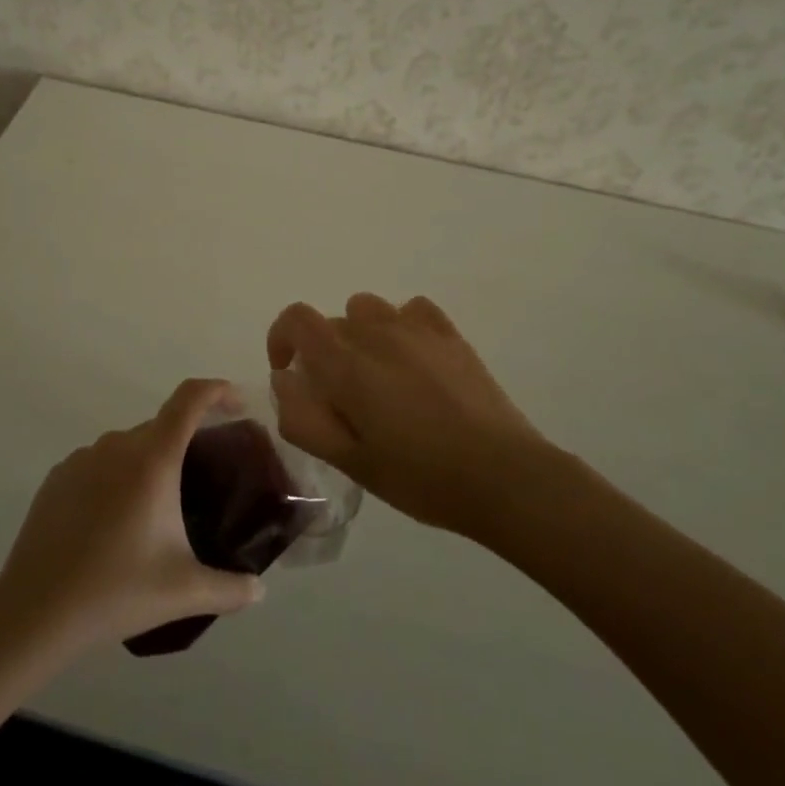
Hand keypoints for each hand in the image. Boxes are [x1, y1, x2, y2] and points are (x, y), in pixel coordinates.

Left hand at [0, 378, 263, 651]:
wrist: (35, 612)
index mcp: (153, 458)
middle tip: (203, 480)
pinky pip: (99, 464)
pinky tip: (115, 523)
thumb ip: (231, 588)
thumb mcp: (184, 591)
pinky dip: (116, 479)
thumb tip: (260, 590)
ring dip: (149, 464)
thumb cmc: (116, 591)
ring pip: (128, 446)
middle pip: (162, 426)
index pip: (190, 399)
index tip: (238, 405)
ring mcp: (83, 458)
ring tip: (157, 510)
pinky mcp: (58, 477)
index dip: (218, 391)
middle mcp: (118, 445)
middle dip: (187, 442)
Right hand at [269, 293, 547, 534]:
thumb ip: (304, 419)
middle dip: (324, 354)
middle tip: (343, 400)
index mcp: (346, 363)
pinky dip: (400, 326)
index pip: (297, 319)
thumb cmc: (420, 476)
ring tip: (378, 377)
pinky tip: (413, 359)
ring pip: (368, 310)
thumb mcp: (351, 462)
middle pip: (333, 323)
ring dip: (360, 336)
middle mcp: (376, 332)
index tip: (290, 372)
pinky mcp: (449, 333)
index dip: (282, 337)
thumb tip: (285, 380)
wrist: (502, 475)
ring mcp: (416, 328)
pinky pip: (410, 309)